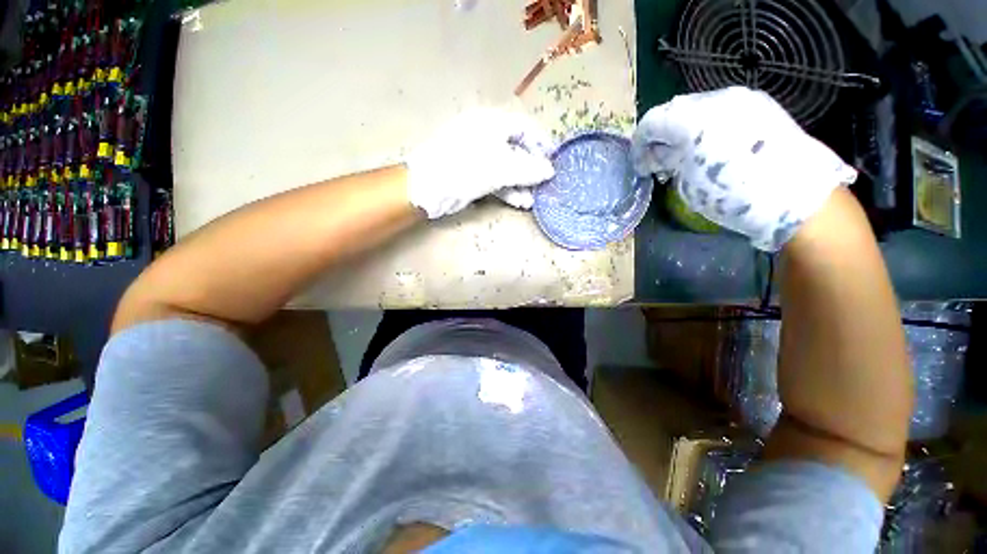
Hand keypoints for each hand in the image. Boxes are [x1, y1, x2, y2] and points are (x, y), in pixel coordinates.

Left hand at [406, 108, 554, 218]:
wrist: (428, 187)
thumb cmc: (465, 168)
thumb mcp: (501, 167)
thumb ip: (528, 169)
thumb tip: (549, 171)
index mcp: (491, 123)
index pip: (524, 127)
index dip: (541, 143)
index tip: (553, 160)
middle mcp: (485, 136)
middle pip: (516, 150)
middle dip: (531, 169)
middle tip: (543, 184)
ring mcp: (477, 157)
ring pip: (506, 168)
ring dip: (520, 184)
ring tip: (532, 200)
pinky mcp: (472, 174)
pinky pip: (495, 180)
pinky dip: (507, 190)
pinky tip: (519, 202)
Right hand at [630, 87, 856, 250]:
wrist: (796, 197)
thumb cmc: (732, 194)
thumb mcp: (687, 182)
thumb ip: (668, 160)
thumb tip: (659, 154)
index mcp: (692, 119)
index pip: (651, 122)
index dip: (639, 144)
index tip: (640, 165)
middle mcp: (716, 99)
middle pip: (673, 110)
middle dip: (661, 136)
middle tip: (660, 161)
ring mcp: (742, 98)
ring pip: (697, 108)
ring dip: (683, 131)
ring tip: (686, 155)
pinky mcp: (760, 105)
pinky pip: (721, 110)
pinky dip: (706, 126)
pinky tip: (712, 147)